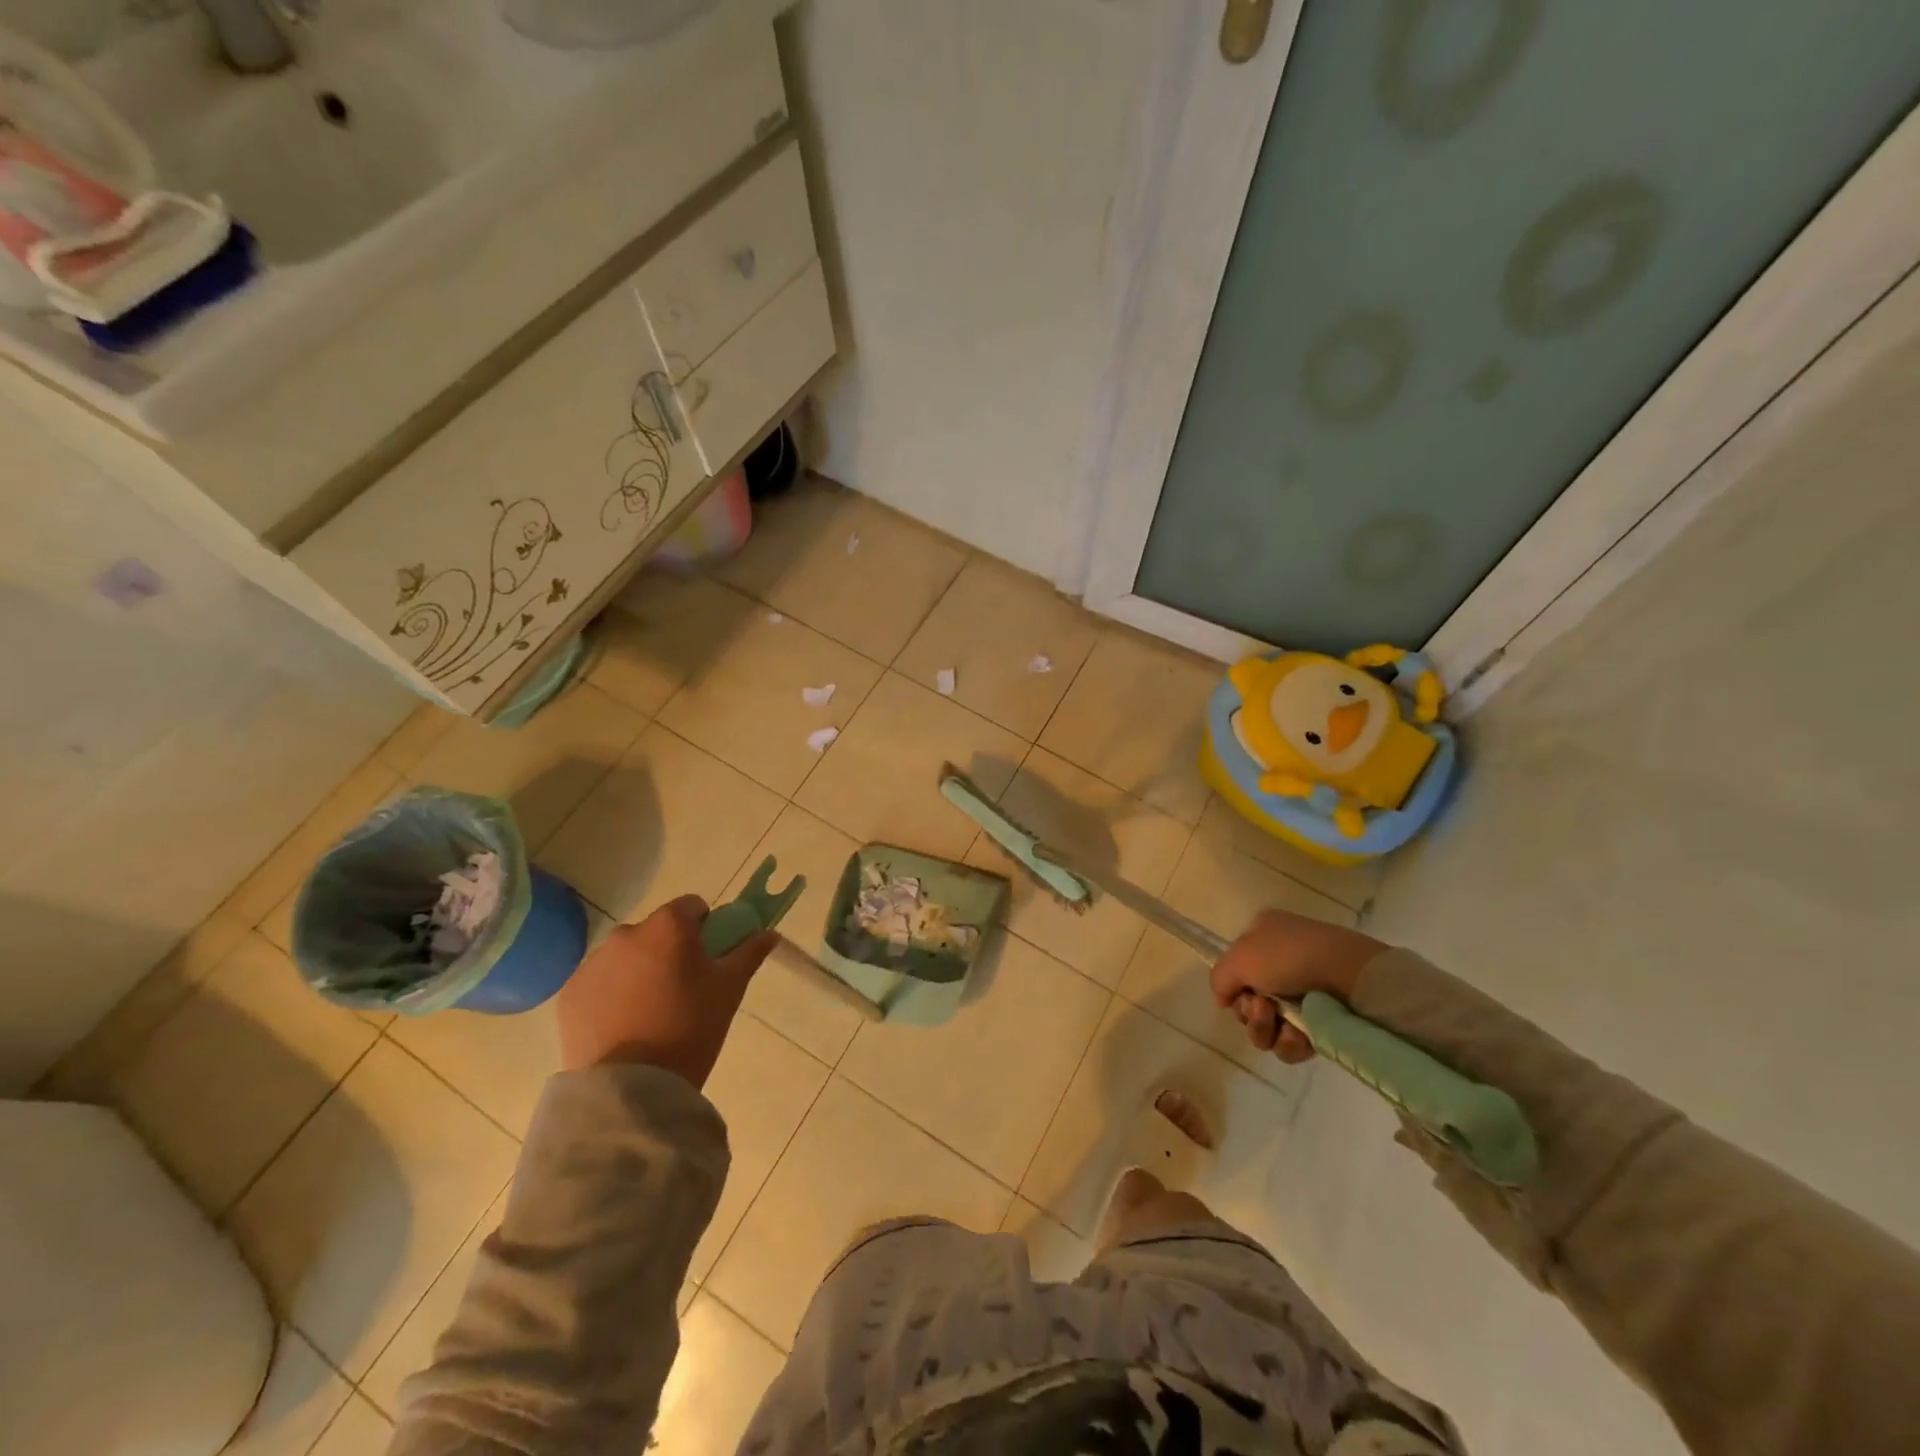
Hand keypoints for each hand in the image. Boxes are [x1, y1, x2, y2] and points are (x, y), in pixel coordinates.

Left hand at [554, 895, 778, 1086]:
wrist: (633, 1087)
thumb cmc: (692, 1027)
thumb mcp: (730, 988)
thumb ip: (750, 952)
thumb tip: (770, 933)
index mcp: (668, 926)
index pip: (692, 906)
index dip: (705, 927)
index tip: (709, 958)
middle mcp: (626, 934)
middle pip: (656, 931)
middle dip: (669, 950)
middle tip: (682, 989)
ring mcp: (593, 964)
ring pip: (625, 956)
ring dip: (638, 971)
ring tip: (650, 1013)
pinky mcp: (569, 995)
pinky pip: (599, 983)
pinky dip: (611, 995)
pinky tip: (623, 1027)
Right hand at [1209, 908, 1384, 1063]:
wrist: (1350, 976)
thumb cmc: (1289, 956)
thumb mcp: (1239, 958)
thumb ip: (1219, 978)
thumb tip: (1224, 1000)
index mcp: (1265, 936)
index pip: (1237, 969)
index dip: (1234, 986)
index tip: (1237, 994)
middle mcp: (1283, 962)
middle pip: (1249, 1002)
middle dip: (1250, 1013)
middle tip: (1262, 1008)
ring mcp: (1305, 993)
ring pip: (1268, 1026)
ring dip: (1266, 1030)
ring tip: (1282, 1022)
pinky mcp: (1324, 1021)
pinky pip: (1293, 1042)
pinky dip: (1291, 1043)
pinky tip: (1300, 1035)